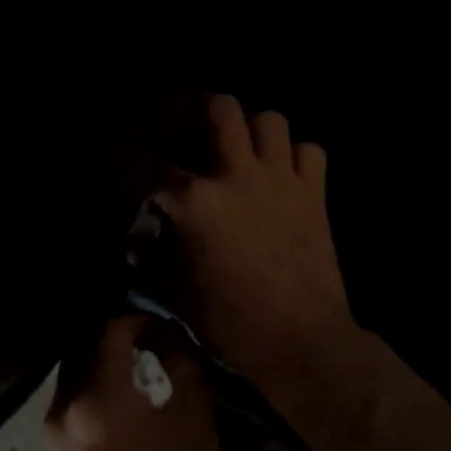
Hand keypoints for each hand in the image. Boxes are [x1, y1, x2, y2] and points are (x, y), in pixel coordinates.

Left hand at [47, 315, 222, 450]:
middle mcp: (62, 410)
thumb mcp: (196, 428)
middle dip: (114, 333)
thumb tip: (173, 337)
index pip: (109, 329)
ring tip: (139, 362)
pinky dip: (93, 387)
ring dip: (102, 360)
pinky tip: (122, 397)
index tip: (163, 323)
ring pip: (73, 374)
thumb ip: (183, 369)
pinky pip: (70, 403)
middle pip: (82, 346)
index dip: (138, 316)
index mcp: (97, 400)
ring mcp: (51, 437)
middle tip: (150, 334)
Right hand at [151, 95, 358, 399]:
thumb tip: (135, 243)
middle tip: (196, 136)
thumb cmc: (232, 323)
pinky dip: (296, 157)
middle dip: (202, 113)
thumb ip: (151, 262)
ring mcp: (281, 180)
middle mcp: (237, 175)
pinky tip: (285, 175)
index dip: (139, 169)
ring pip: (271, 120)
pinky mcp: (315, 194)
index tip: (138, 179)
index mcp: (196, 200)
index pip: (155, 166)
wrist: (303, 341)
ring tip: (244, 153)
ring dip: (254, 131)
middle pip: (221, 109)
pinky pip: (310, 152)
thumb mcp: (177, 297)